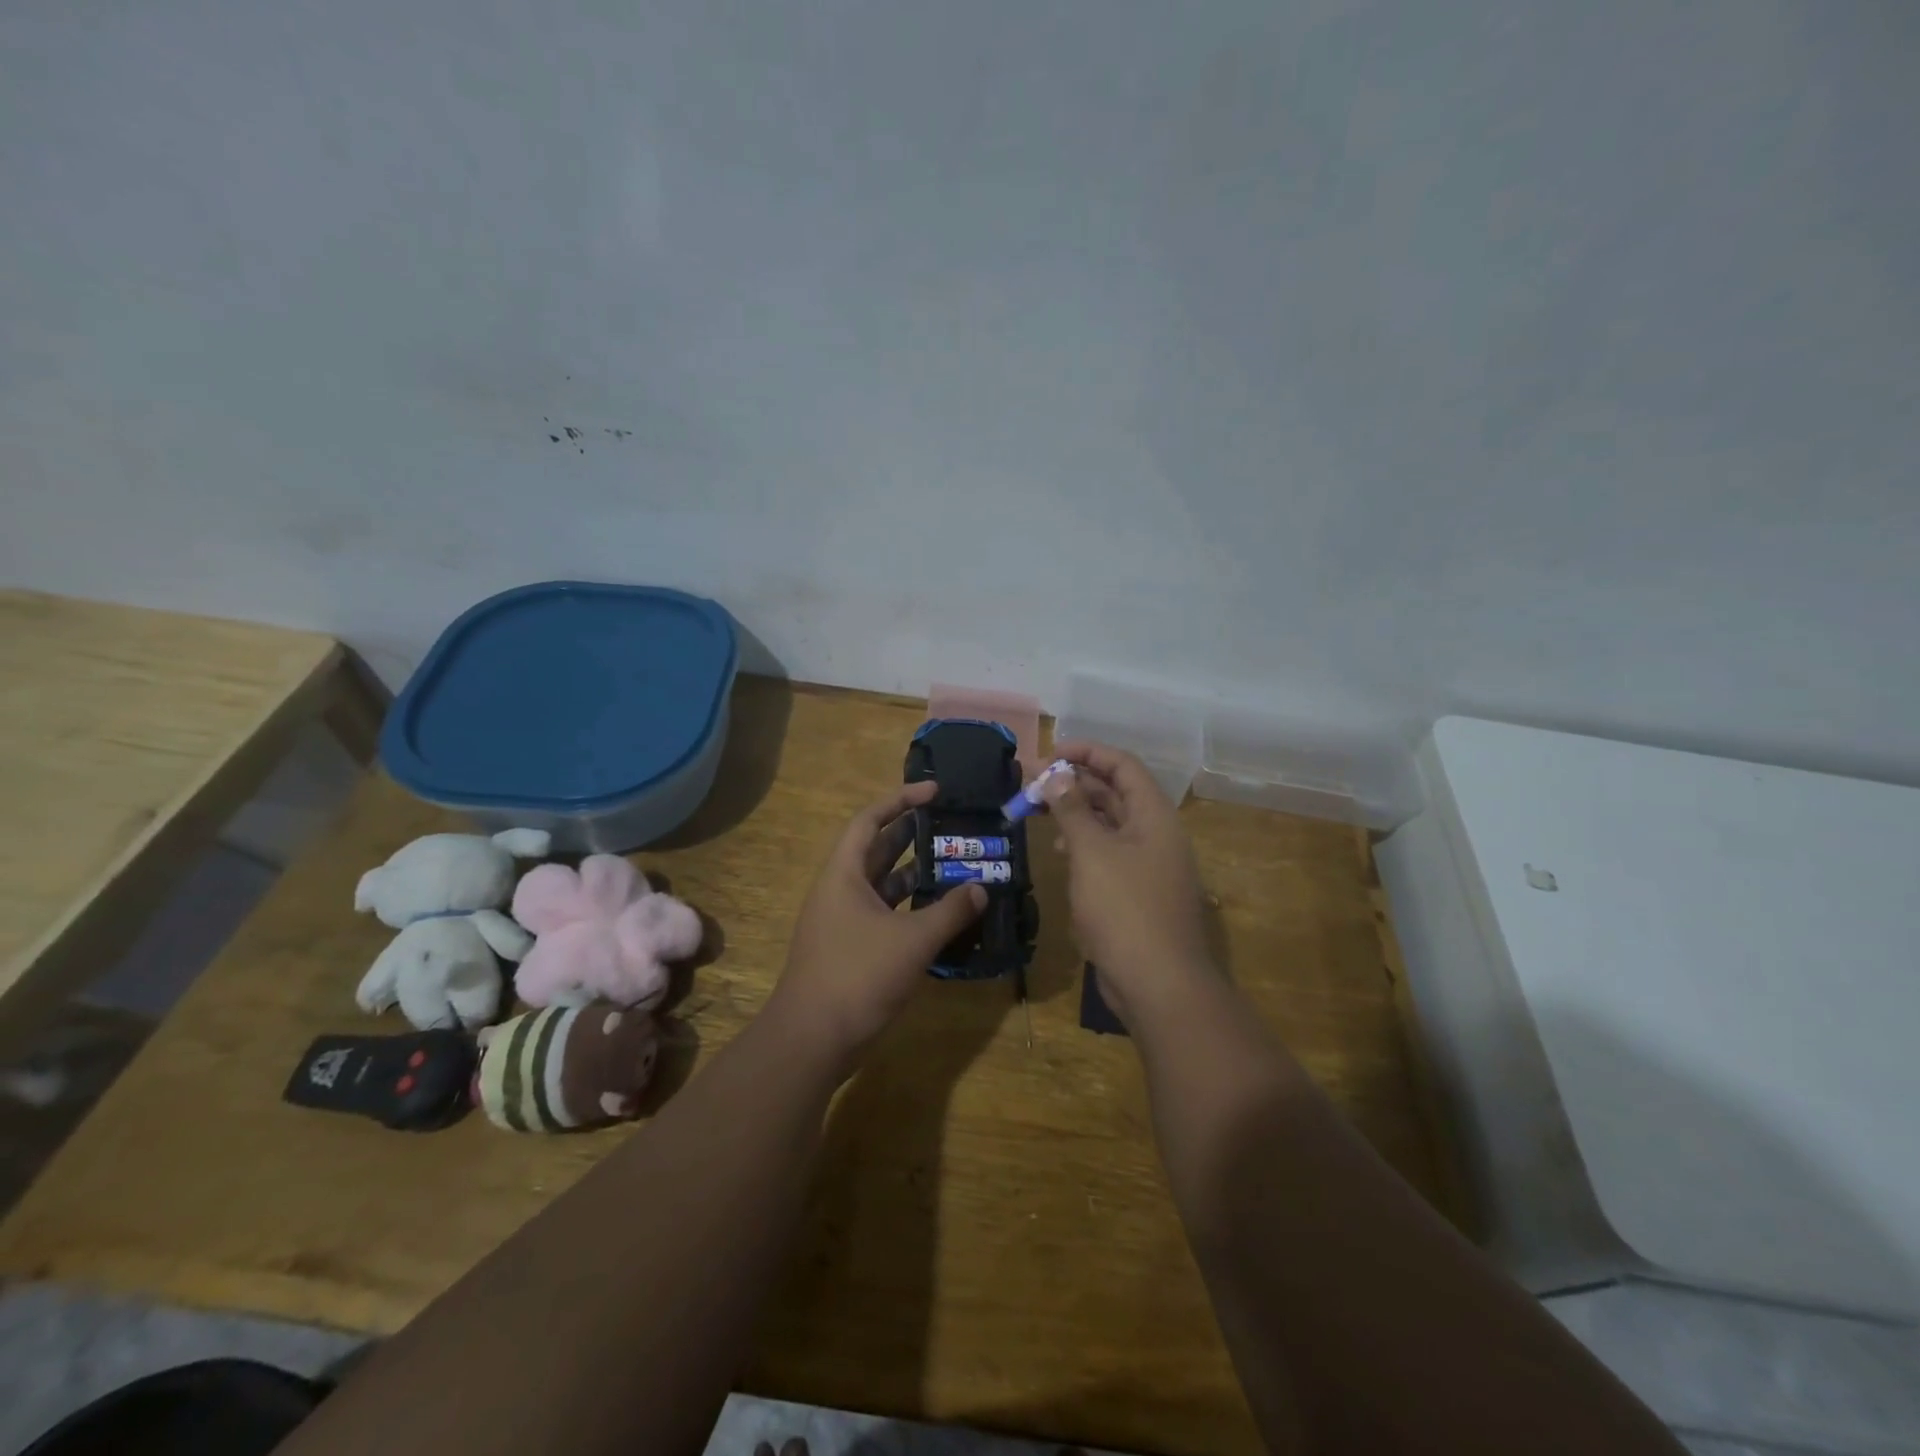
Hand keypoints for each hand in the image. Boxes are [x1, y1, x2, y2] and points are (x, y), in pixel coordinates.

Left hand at [771, 780, 986, 1071]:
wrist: (812, 1040)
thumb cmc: (858, 975)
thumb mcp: (913, 940)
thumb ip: (950, 911)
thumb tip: (980, 888)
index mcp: (844, 874)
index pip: (870, 820)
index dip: (901, 799)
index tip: (934, 791)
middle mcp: (840, 890)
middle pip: (877, 849)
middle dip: (912, 834)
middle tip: (951, 826)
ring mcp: (843, 921)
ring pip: (883, 885)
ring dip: (914, 874)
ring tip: (953, 865)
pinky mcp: (851, 949)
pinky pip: (884, 915)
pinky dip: (910, 909)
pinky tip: (939, 915)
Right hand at [1047, 741, 1213, 1024]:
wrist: (1159, 984)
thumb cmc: (1124, 909)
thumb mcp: (1092, 852)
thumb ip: (1072, 810)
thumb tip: (1057, 775)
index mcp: (1153, 816)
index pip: (1122, 765)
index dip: (1087, 752)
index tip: (1049, 753)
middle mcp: (1154, 834)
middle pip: (1114, 793)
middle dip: (1074, 783)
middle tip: (1032, 784)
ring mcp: (1148, 865)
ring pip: (1109, 825)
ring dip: (1075, 814)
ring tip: (1039, 814)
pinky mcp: (1136, 893)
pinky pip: (1108, 855)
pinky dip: (1083, 847)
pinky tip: (1060, 854)